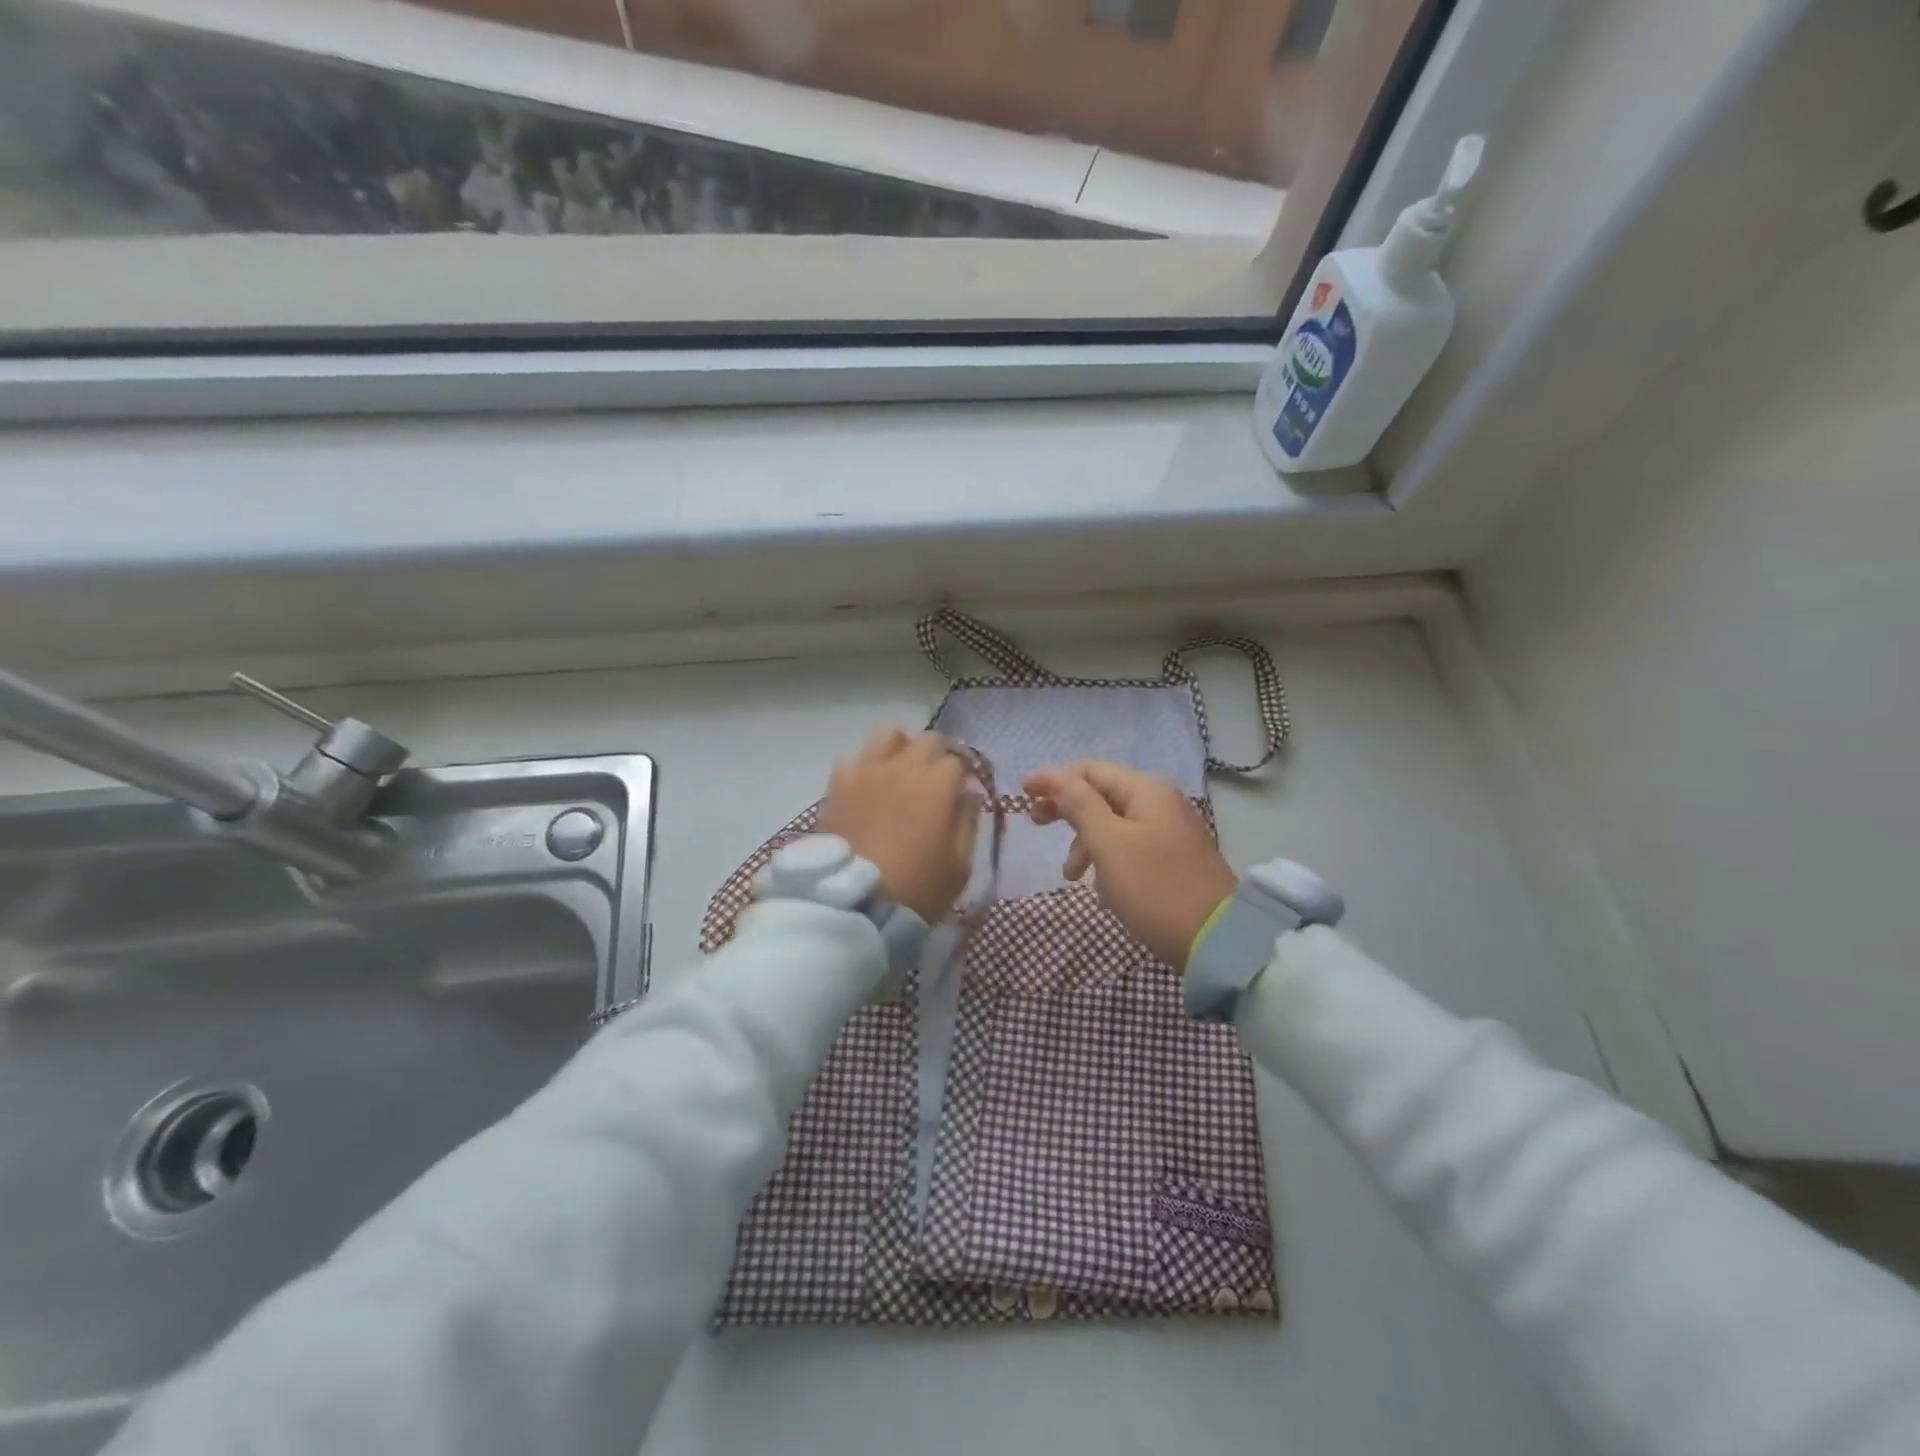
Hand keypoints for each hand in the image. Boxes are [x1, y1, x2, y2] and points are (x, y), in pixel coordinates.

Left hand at [821, 728, 977, 923]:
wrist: (854, 905)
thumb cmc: (917, 889)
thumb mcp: (960, 865)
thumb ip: (968, 821)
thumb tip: (968, 793)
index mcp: (938, 783)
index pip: (958, 761)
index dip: (962, 777)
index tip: (959, 795)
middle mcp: (904, 766)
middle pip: (927, 740)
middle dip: (936, 756)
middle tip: (934, 782)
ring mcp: (867, 771)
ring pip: (888, 734)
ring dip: (900, 748)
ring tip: (899, 773)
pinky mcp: (838, 784)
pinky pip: (855, 758)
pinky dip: (866, 766)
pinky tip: (868, 788)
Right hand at [1025, 762, 1236, 971]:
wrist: (1216, 940)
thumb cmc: (1154, 887)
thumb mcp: (1109, 844)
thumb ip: (1080, 805)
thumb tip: (1057, 777)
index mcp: (1145, 790)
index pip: (1089, 771)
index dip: (1053, 779)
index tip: (1022, 793)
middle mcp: (1160, 802)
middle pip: (1101, 794)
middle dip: (1067, 809)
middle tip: (1036, 824)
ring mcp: (1170, 831)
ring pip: (1113, 824)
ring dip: (1085, 842)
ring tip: (1072, 876)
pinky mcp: (1173, 858)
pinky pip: (1129, 846)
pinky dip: (1107, 859)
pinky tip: (1102, 888)